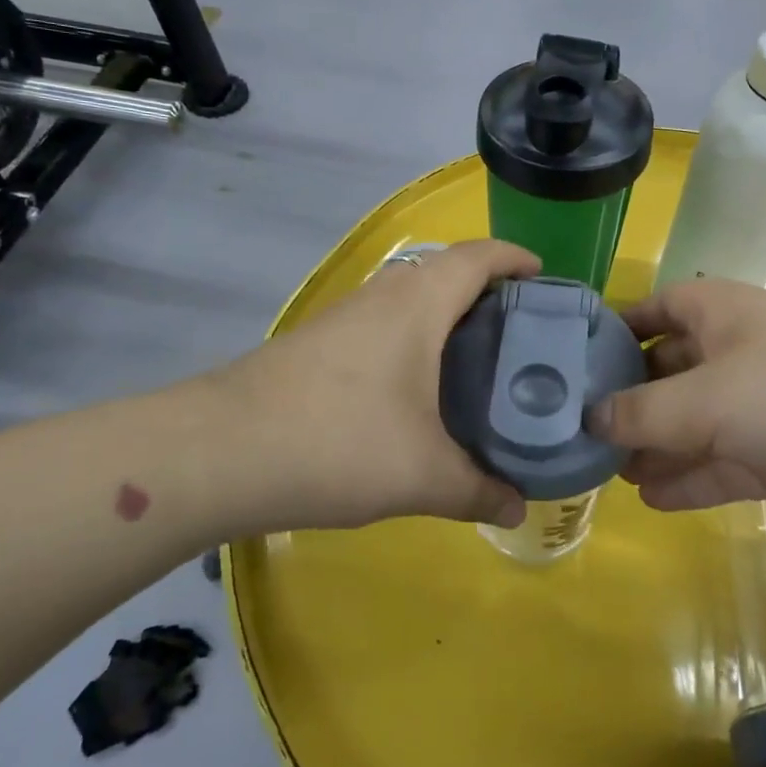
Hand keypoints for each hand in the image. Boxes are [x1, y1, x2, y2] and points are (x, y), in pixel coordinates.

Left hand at [213, 240, 538, 531]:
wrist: (220, 452)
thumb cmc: (338, 442)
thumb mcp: (422, 475)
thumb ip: (478, 490)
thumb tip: (517, 509)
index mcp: (419, 303)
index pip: (479, 257)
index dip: (515, 258)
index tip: (545, 279)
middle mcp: (383, 295)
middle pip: (447, 273)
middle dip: (489, 293)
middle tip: (523, 335)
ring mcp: (345, 315)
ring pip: (411, 300)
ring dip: (447, 318)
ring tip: (479, 363)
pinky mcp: (319, 342)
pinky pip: (384, 324)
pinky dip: (415, 340)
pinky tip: (419, 390)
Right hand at [592, 280, 765, 528]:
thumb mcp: (706, 400)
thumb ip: (641, 413)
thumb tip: (588, 418)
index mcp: (719, 312)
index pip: (654, 309)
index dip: (615, 331)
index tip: (573, 363)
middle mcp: (738, 350)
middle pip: (670, 370)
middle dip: (630, 401)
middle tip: (582, 434)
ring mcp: (765, 403)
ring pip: (695, 422)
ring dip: (657, 446)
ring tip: (611, 473)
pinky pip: (725, 462)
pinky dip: (692, 478)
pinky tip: (653, 498)